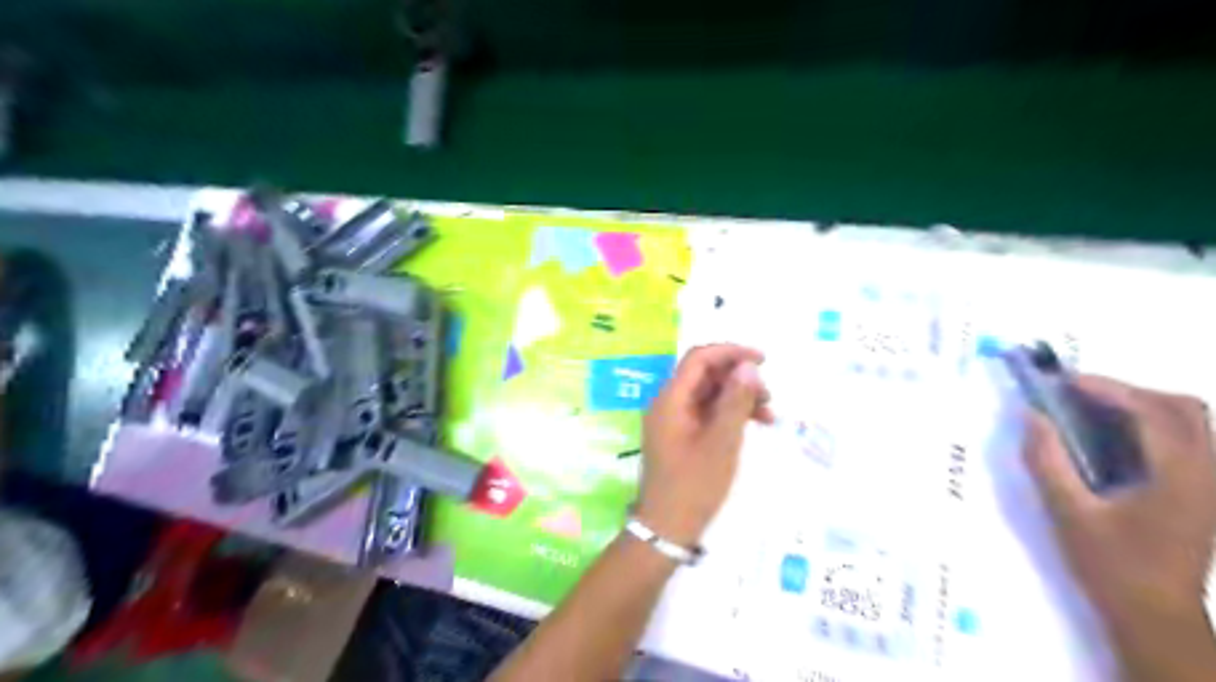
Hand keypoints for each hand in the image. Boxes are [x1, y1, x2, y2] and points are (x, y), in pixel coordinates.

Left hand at [638, 343, 767, 546]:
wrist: (667, 528)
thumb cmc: (694, 485)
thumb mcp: (722, 442)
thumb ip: (735, 401)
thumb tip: (748, 366)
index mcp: (671, 399)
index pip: (699, 358)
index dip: (731, 352)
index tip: (763, 360)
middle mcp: (668, 403)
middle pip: (705, 375)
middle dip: (739, 378)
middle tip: (769, 396)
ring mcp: (673, 420)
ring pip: (708, 394)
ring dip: (738, 397)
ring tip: (768, 414)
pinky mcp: (680, 435)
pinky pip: (706, 413)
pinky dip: (728, 414)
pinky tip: (753, 425)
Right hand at [1025, 378, 1214, 654]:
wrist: (1156, 616)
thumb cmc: (1111, 565)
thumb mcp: (1068, 512)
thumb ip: (1047, 460)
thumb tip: (1031, 415)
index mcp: (1179, 476)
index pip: (1151, 411)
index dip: (1107, 388)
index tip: (1063, 381)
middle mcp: (1207, 473)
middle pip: (1184, 408)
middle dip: (1129, 391)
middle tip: (1079, 395)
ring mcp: (1211, 484)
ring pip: (1191, 423)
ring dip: (1142, 405)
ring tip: (1092, 411)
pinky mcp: (1204, 493)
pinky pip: (1187, 441)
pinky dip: (1151, 426)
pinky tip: (1114, 438)